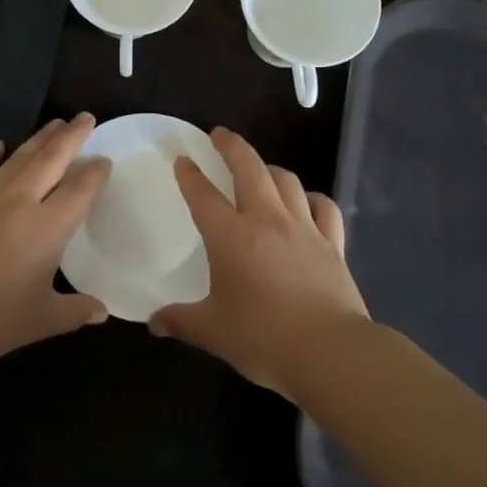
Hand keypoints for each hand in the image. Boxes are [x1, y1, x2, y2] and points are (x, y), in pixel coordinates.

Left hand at [0, 114, 110, 369]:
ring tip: (55, 123)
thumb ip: (75, 311)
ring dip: (39, 138)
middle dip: (72, 136)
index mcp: (47, 227)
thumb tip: (102, 311)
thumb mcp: (40, 321)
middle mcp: (19, 202)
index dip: (95, 172)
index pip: (79, 189)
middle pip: (51, 160)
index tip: (105, 159)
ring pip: (18, 158)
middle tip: (86, 117)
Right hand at [150, 128, 369, 397]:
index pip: (203, 195)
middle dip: (232, 146)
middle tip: (220, 134)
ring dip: (269, 168)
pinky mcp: (332, 243)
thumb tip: (154, 321)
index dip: (190, 175)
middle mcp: (266, 220)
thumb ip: (181, 321)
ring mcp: (304, 228)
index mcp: (230, 237)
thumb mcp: (213, 332)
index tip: (183, 159)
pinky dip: (312, 197)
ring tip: (260, 168)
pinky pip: (323, 207)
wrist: (329, 352)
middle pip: (249, 168)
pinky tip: (306, 200)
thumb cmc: (263, 338)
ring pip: (286, 180)